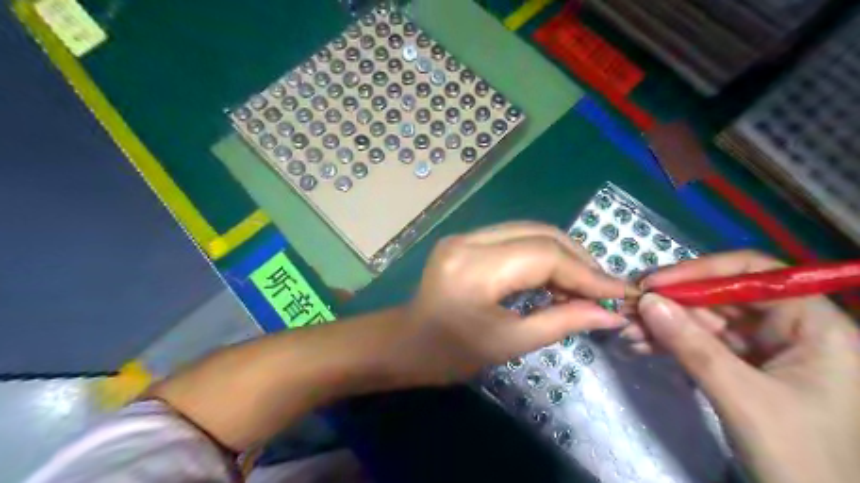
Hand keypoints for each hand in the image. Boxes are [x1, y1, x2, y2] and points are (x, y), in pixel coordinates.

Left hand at [398, 223, 630, 384]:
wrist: (407, 343)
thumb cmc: (452, 354)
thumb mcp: (510, 343)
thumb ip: (562, 322)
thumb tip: (610, 314)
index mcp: (475, 269)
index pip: (544, 256)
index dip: (586, 273)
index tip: (619, 291)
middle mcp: (469, 240)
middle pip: (539, 234)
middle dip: (578, 258)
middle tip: (602, 288)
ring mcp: (464, 235)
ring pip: (528, 231)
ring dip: (561, 254)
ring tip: (582, 284)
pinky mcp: (465, 239)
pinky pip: (513, 238)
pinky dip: (539, 254)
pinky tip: (553, 276)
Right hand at [631, 251, 855, 481]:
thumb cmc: (799, 457)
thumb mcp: (743, 398)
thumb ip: (693, 346)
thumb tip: (647, 301)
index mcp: (814, 325)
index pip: (754, 274)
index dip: (701, 271)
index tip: (656, 284)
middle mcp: (789, 328)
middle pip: (721, 297)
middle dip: (671, 303)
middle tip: (629, 309)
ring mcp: (763, 348)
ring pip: (704, 320)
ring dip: (663, 324)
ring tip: (627, 332)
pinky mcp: (741, 366)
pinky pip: (699, 343)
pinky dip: (669, 343)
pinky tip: (640, 346)